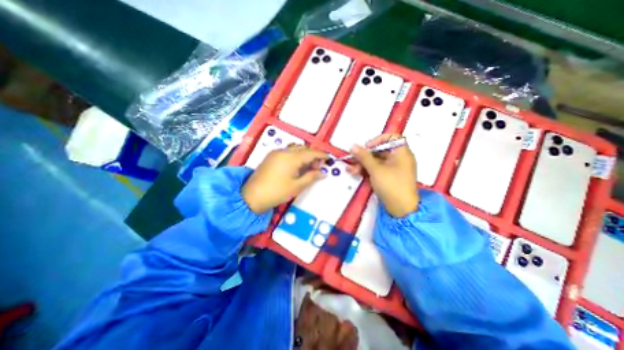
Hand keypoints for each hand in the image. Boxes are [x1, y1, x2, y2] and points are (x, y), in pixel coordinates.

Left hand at [241, 143, 327, 212]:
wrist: (252, 196)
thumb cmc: (277, 192)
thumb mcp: (297, 186)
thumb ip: (311, 177)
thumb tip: (323, 173)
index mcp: (291, 158)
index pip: (311, 152)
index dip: (321, 155)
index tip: (329, 159)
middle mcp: (284, 151)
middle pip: (303, 148)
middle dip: (313, 155)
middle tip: (318, 167)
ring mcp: (276, 152)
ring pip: (295, 148)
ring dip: (304, 154)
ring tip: (307, 166)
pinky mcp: (271, 156)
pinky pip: (287, 151)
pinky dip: (295, 155)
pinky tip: (296, 166)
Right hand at [347, 135, 418, 218]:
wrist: (401, 209)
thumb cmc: (391, 185)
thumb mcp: (376, 170)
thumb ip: (364, 157)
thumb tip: (353, 146)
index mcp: (401, 153)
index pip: (391, 137)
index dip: (378, 139)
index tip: (367, 147)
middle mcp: (399, 158)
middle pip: (380, 151)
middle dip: (365, 156)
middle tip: (353, 160)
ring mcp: (393, 168)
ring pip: (376, 161)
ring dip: (363, 164)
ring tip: (351, 170)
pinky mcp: (388, 177)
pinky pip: (377, 169)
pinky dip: (367, 171)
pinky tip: (356, 173)